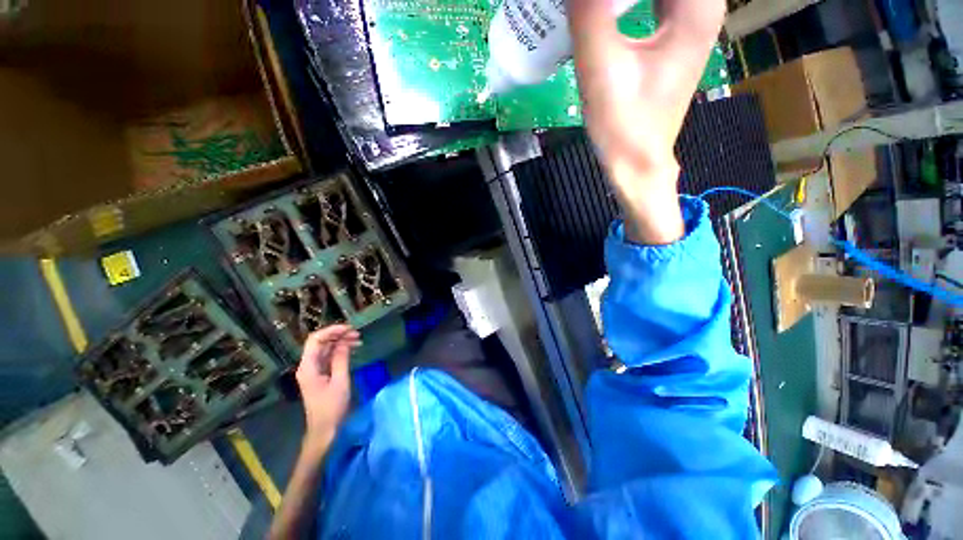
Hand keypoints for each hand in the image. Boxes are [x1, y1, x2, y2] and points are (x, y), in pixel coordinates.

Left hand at [295, 325, 360, 452]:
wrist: (325, 430)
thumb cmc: (332, 407)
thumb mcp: (340, 381)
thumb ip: (341, 359)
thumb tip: (345, 342)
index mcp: (308, 367)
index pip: (315, 340)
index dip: (332, 331)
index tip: (349, 329)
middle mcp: (308, 366)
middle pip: (320, 343)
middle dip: (338, 335)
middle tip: (357, 334)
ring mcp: (313, 370)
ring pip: (325, 349)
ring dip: (341, 342)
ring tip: (358, 340)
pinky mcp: (320, 375)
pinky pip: (329, 357)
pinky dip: (340, 351)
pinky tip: (352, 349)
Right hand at [568, 0, 725, 242]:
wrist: (636, 163)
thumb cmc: (623, 124)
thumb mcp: (600, 67)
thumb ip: (590, 11)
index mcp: (697, 5)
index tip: (594, 7)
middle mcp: (704, 3)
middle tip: (586, 8)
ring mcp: (691, 19)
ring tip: (595, 11)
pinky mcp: (674, 35)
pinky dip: (629, 0)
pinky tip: (608, 10)